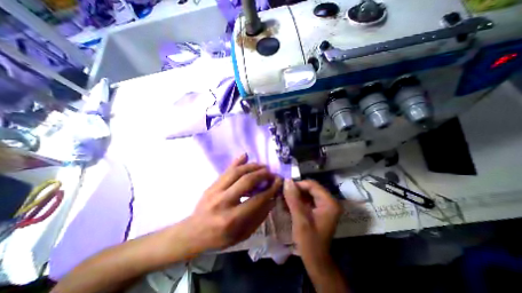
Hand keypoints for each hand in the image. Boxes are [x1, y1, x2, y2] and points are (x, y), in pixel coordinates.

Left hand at [184, 153, 281, 251]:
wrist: (193, 233)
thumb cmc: (220, 238)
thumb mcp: (243, 234)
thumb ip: (258, 216)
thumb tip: (271, 198)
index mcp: (232, 219)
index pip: (257, 199)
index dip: (271, 189)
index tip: (278, 182)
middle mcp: (223, 201)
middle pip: (246, 181)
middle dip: (262, 174)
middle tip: (271, 173)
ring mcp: (215, 190)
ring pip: (236, 172)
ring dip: (252, 166)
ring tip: (262, 166)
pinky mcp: (212, 185)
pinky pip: (226, 170)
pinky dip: (237, 162)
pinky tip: (245, 155)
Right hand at [284, 180, 340, 259]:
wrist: (315, 260)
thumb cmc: (309, 241)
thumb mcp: (299, 218)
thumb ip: (293, 198)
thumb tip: (286, 180)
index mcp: (329, 203)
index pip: (312, 185)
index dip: (297, 185)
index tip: (284, 189)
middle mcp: (329, 201)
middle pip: (310, 188)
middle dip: (296, 191)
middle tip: (283, 194)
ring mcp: (325, 206)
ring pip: (307, 193)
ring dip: (295, 196)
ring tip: (283, 199)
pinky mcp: (319, 210)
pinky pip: (307, 200)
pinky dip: (297, 201)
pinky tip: (288, 205)